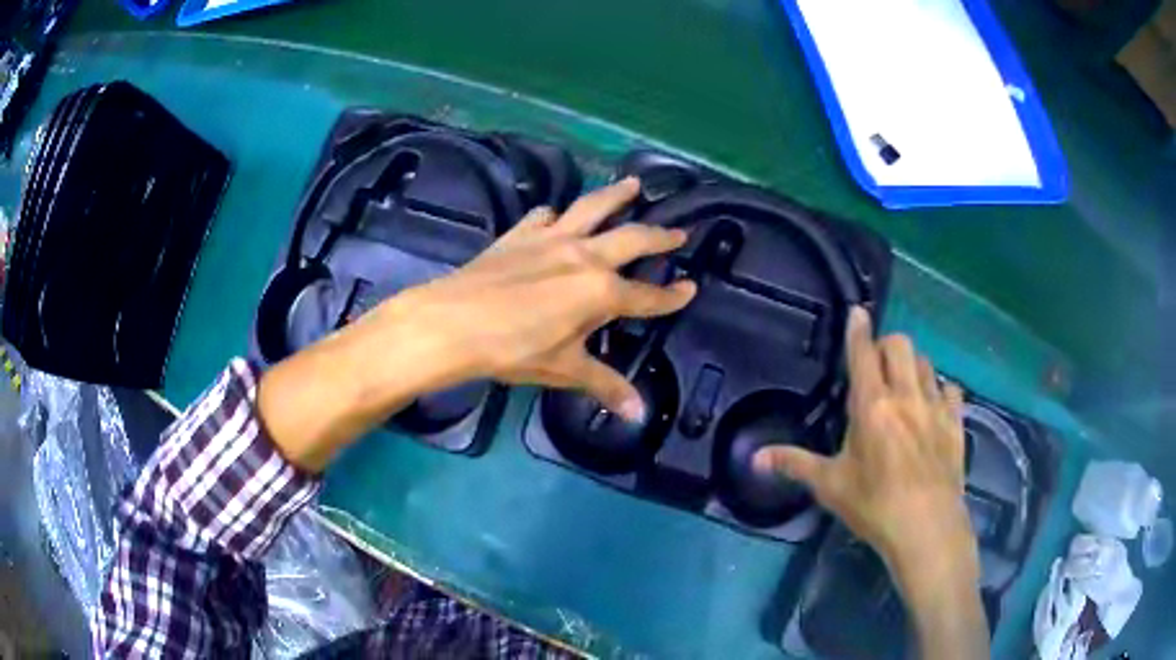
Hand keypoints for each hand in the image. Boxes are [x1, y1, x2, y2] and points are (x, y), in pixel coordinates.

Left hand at [259, 178, 695, 470]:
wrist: (452, 322)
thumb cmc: (512, 350)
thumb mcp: (562, 369)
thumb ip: (603, 385)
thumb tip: (636, 413)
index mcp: (600, 291)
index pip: (648, 296)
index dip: (672, 296)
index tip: (692, 289)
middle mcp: (584, 256)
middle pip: (632, 238)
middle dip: (660, 235)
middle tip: (679, 231)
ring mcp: (551, 239)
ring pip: (592, 208)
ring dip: (616, 196)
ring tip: (634, 184)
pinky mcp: (520, 234)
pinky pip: (544, 216)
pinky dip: (555, 214)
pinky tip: (555, 216)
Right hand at [754, 307, 975, 589]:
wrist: (926, 528)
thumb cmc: (874, 506)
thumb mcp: (830, 486)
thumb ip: (795, 464)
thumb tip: (755, 458)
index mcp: (872, 406)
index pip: (863, 354)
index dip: (858, 329)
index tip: (857, 311)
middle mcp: (906, 395)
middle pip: (900, 344)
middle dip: (886, 346)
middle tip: (877, 368)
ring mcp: (935, 406)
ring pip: (926, 362)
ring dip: (912, 366)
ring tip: (904, 386)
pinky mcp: (955, 422)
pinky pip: (950, 389)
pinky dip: (940, 389)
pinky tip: (933, 406)